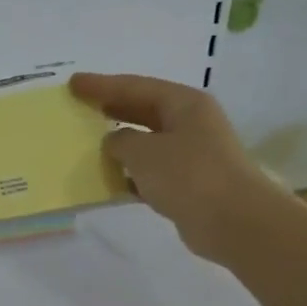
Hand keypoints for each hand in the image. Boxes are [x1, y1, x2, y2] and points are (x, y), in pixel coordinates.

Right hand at [70, 73, 276, 260]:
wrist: (233, 221)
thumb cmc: (188, 175)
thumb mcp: (144, 152)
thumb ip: (120, 141)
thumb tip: (114, 142)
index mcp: (184, 103)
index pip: (135, 86)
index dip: (101, 85)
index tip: (73, 83)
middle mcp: (190, 123)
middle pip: (143, 110)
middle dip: (111, 109)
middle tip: (80, 107)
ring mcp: (192, 155)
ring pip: (147, 143)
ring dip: (120, 145)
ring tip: (87, 144)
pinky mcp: (188, 184)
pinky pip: (151, 172)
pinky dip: (130, 175)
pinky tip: (108, 181)